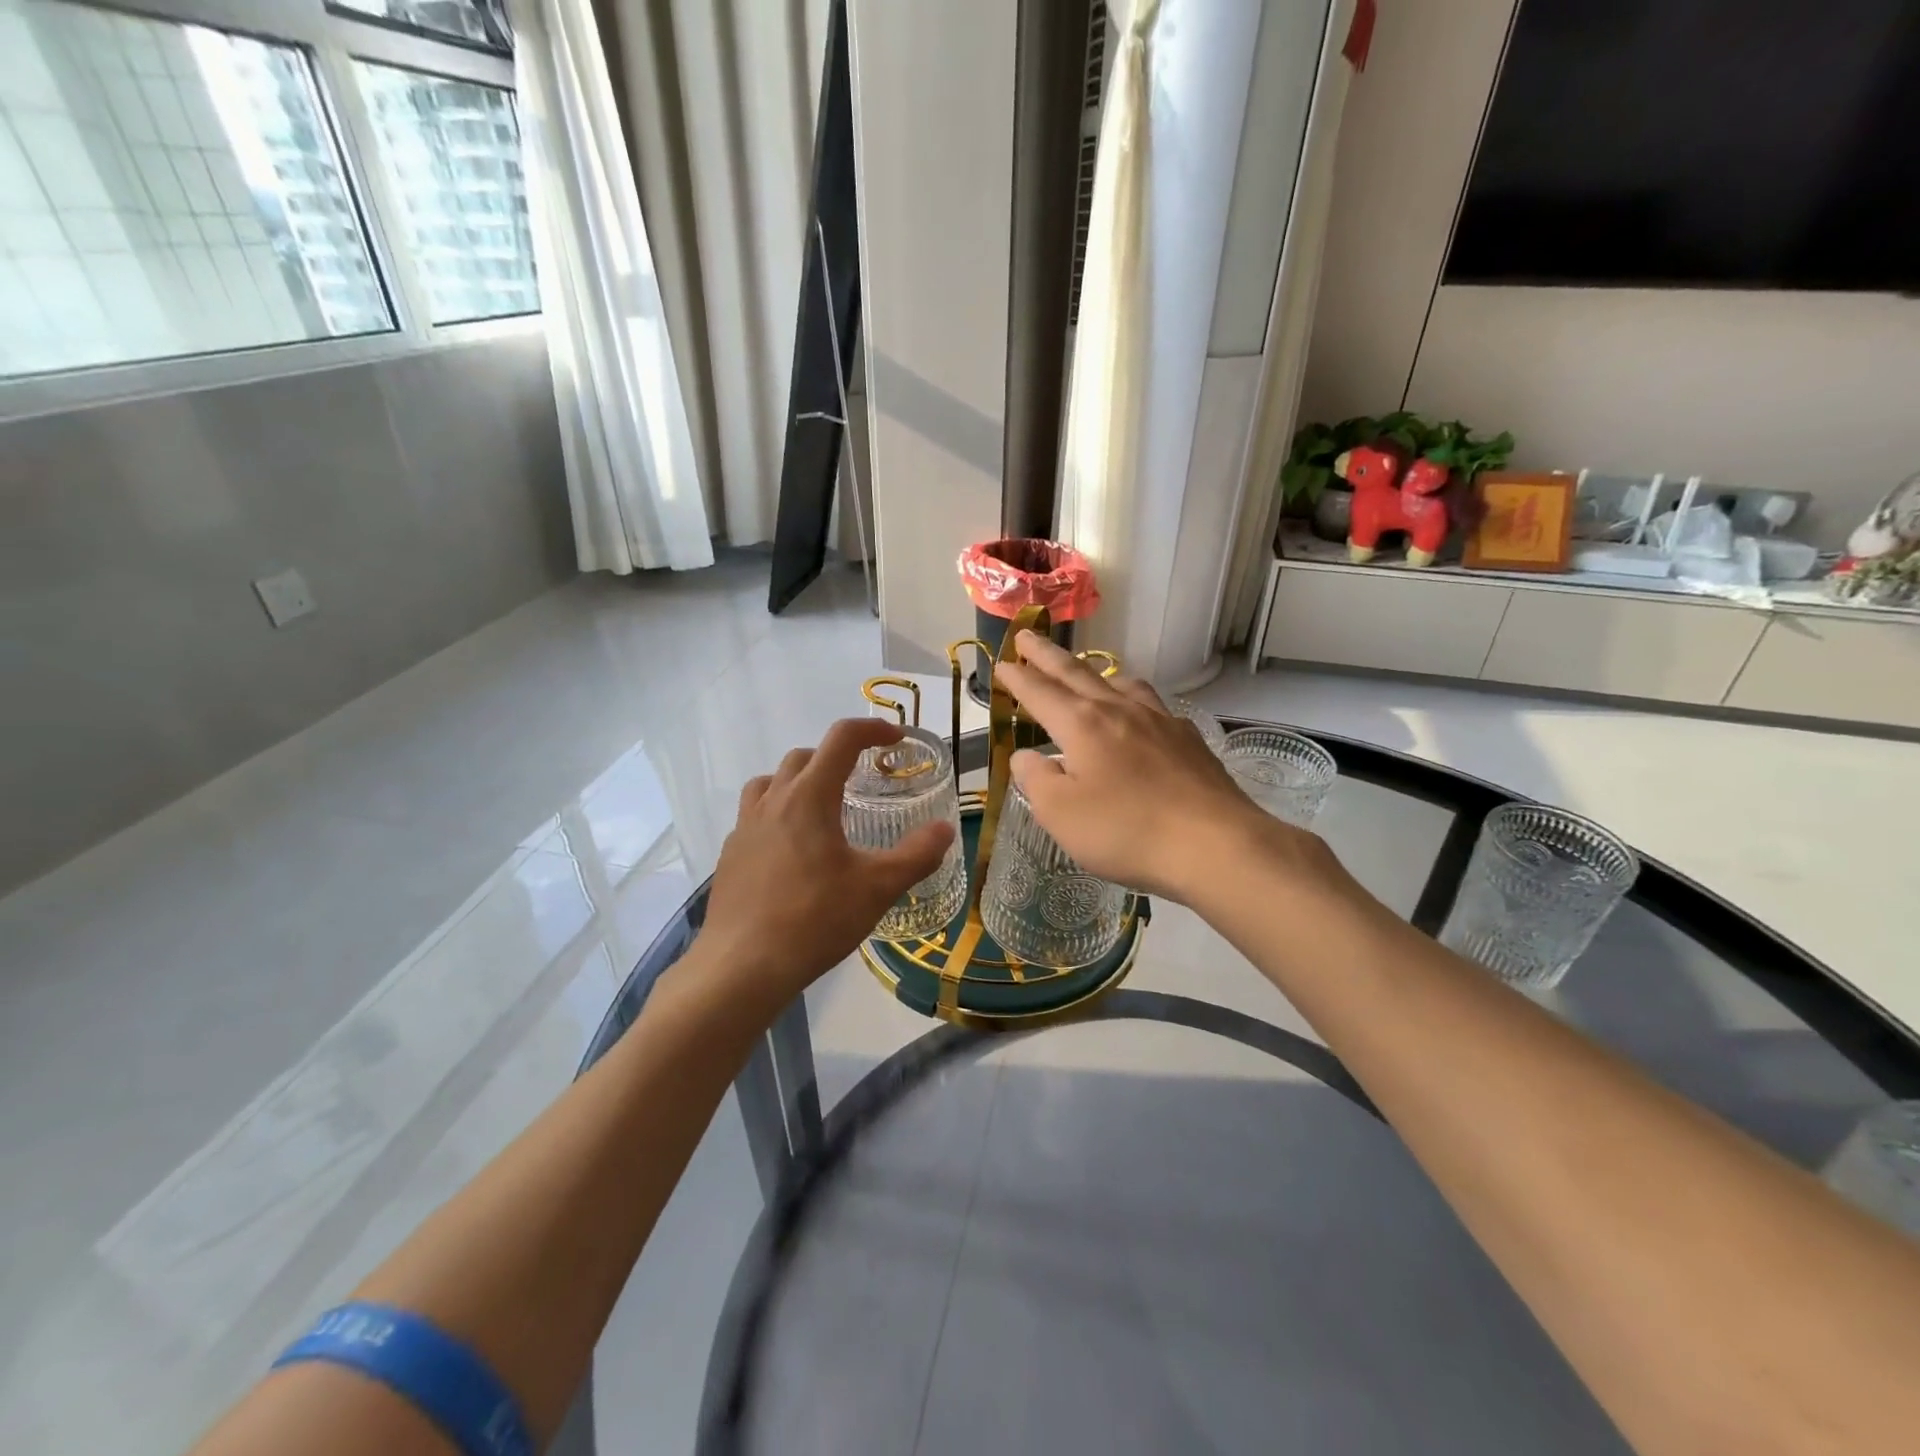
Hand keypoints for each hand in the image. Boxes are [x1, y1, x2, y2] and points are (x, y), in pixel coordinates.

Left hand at [695, 718, 955, 1009]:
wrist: (742, 967)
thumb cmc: (814, 919)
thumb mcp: (878, 888)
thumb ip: (916, 855)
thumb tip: (945, 830)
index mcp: (809, 797)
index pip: (842, 739)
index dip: (872, 729)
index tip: (896, 739)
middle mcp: (773, 801)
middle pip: (804, 756)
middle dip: (836, 756)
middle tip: (862, 780)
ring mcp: (744, 827)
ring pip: (770, 781)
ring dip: (798, 780)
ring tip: (821, 808)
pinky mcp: (730, 855)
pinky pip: (754, 816)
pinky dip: (777, 813)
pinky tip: (793, 851)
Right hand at [995, 632, 1343, 904]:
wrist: (1214, 844)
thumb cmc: (1126, 830)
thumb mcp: (1060, 814)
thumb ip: (1036, 779)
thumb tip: (1026, 757)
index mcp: (1082, 724)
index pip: (1040, 692)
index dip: (1017, 678)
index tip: (1001, 663)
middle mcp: (1119, 710)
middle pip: (1076, 673)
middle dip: (1046, 655)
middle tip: (1027, 637)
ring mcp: (1159, 720)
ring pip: (1120, 683)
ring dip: (1094, 673)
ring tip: (1085, 673)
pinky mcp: (1188, 739)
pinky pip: (1151, 705)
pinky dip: (1132, 700)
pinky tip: (1138, 717)